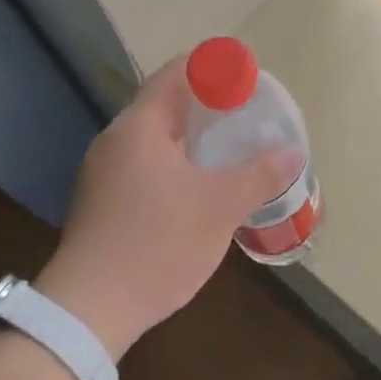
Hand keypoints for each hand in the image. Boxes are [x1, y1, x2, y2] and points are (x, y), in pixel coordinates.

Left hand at [35, 57, 292, 358]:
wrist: (89, 311)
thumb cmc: (157, 244)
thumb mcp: (220, 207)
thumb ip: (259, 174)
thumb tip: (291, 152)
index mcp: (140, 126)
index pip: (176, 72)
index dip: (214, 67)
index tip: (248, 77)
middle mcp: (115, 140)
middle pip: (165, 103)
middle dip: (208, 104)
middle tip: (247, 113)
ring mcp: (103, 172)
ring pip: (155, 138)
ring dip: (192, 137)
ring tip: (230, 149)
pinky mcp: (101, 202)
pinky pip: (145, 164)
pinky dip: (176, 163)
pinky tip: (199, 186)